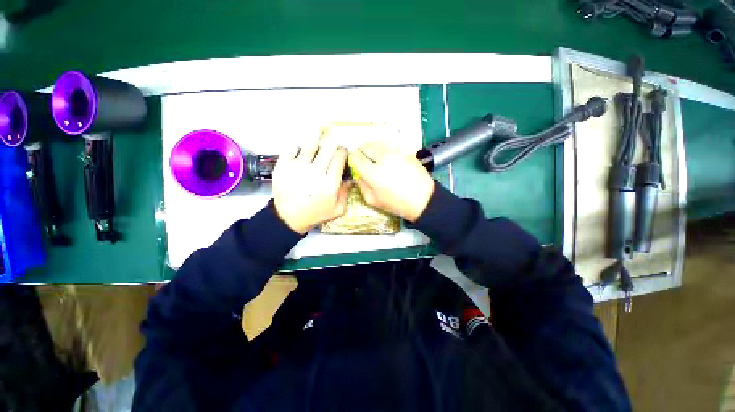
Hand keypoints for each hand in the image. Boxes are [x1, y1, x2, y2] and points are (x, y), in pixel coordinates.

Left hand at [272, 145, 350, 233]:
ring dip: (316, 144)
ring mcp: (297, 167)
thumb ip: (346, 193)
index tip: (342, 152)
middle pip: (327, 147)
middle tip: (331, 149)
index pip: (339, 157)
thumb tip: (350, 178)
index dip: (342, 152)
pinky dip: (298, 148)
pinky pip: (293, 148)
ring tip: (317, 148)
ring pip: (311, 145)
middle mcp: (314, 172)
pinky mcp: (283, 166)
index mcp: (329, 183)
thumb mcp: (338, 209)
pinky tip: (301, 154)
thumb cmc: (315, 214)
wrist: (288, 218)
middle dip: (332, 145)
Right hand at [349, 142, 433, 222]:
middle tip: (365, 162)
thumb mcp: (373, 201)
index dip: (353, 160)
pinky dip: (385, 150)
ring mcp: (396, 152)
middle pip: (365, 146)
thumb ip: (361, 185)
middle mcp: (383, 158)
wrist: (423, 199)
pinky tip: (389, 160)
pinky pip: (390, 145)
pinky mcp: (405, 150)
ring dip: (373, 149)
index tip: (355, 164)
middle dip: (362, 153)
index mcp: (373, 173)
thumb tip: (357, 173)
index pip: (356, 157)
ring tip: (376, 159)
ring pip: (377, 143)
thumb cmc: (396, 204)